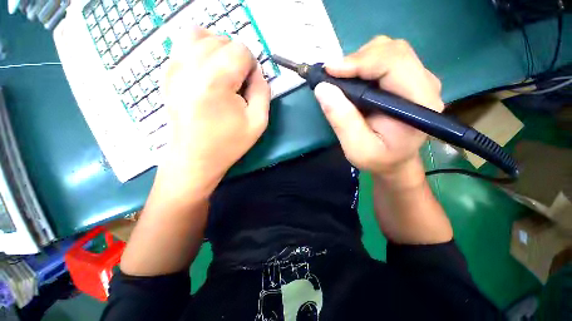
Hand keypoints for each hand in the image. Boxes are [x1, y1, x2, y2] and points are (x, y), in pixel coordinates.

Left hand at [158, 27, 269, 198]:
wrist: (195, 157)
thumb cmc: (229, 143)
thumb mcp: (258, 122)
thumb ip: (263, 91)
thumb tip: (257, 71)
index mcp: (216, 81)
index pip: (240, 50)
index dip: (251, 66)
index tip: (249, 85)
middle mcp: (190, 67)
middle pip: (222, 39)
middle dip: (236, 58)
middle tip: (237, 83)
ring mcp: (174, 68)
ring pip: (200, 34)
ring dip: (218, 49)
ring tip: (223, 72)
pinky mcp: (167, 73)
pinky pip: (182, 43)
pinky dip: (199, 49)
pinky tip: (206, 71)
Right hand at [314, 36, 443, 177]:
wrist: (395, 161)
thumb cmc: (378, 159)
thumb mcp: (356, 148)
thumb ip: (342, 120)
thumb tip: (323, 89)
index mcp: (419, 104)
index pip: (394, 64)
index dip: (360, 62)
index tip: (329, 71)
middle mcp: (425, 85)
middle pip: (393, 51)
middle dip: (358, 59)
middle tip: (332, 77)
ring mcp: (419, 79)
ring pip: (389, 50)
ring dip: (360, 60)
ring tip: (341, 80)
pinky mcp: (409, 79)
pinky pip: (386, 59)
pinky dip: (364, 64)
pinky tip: (353, 80)